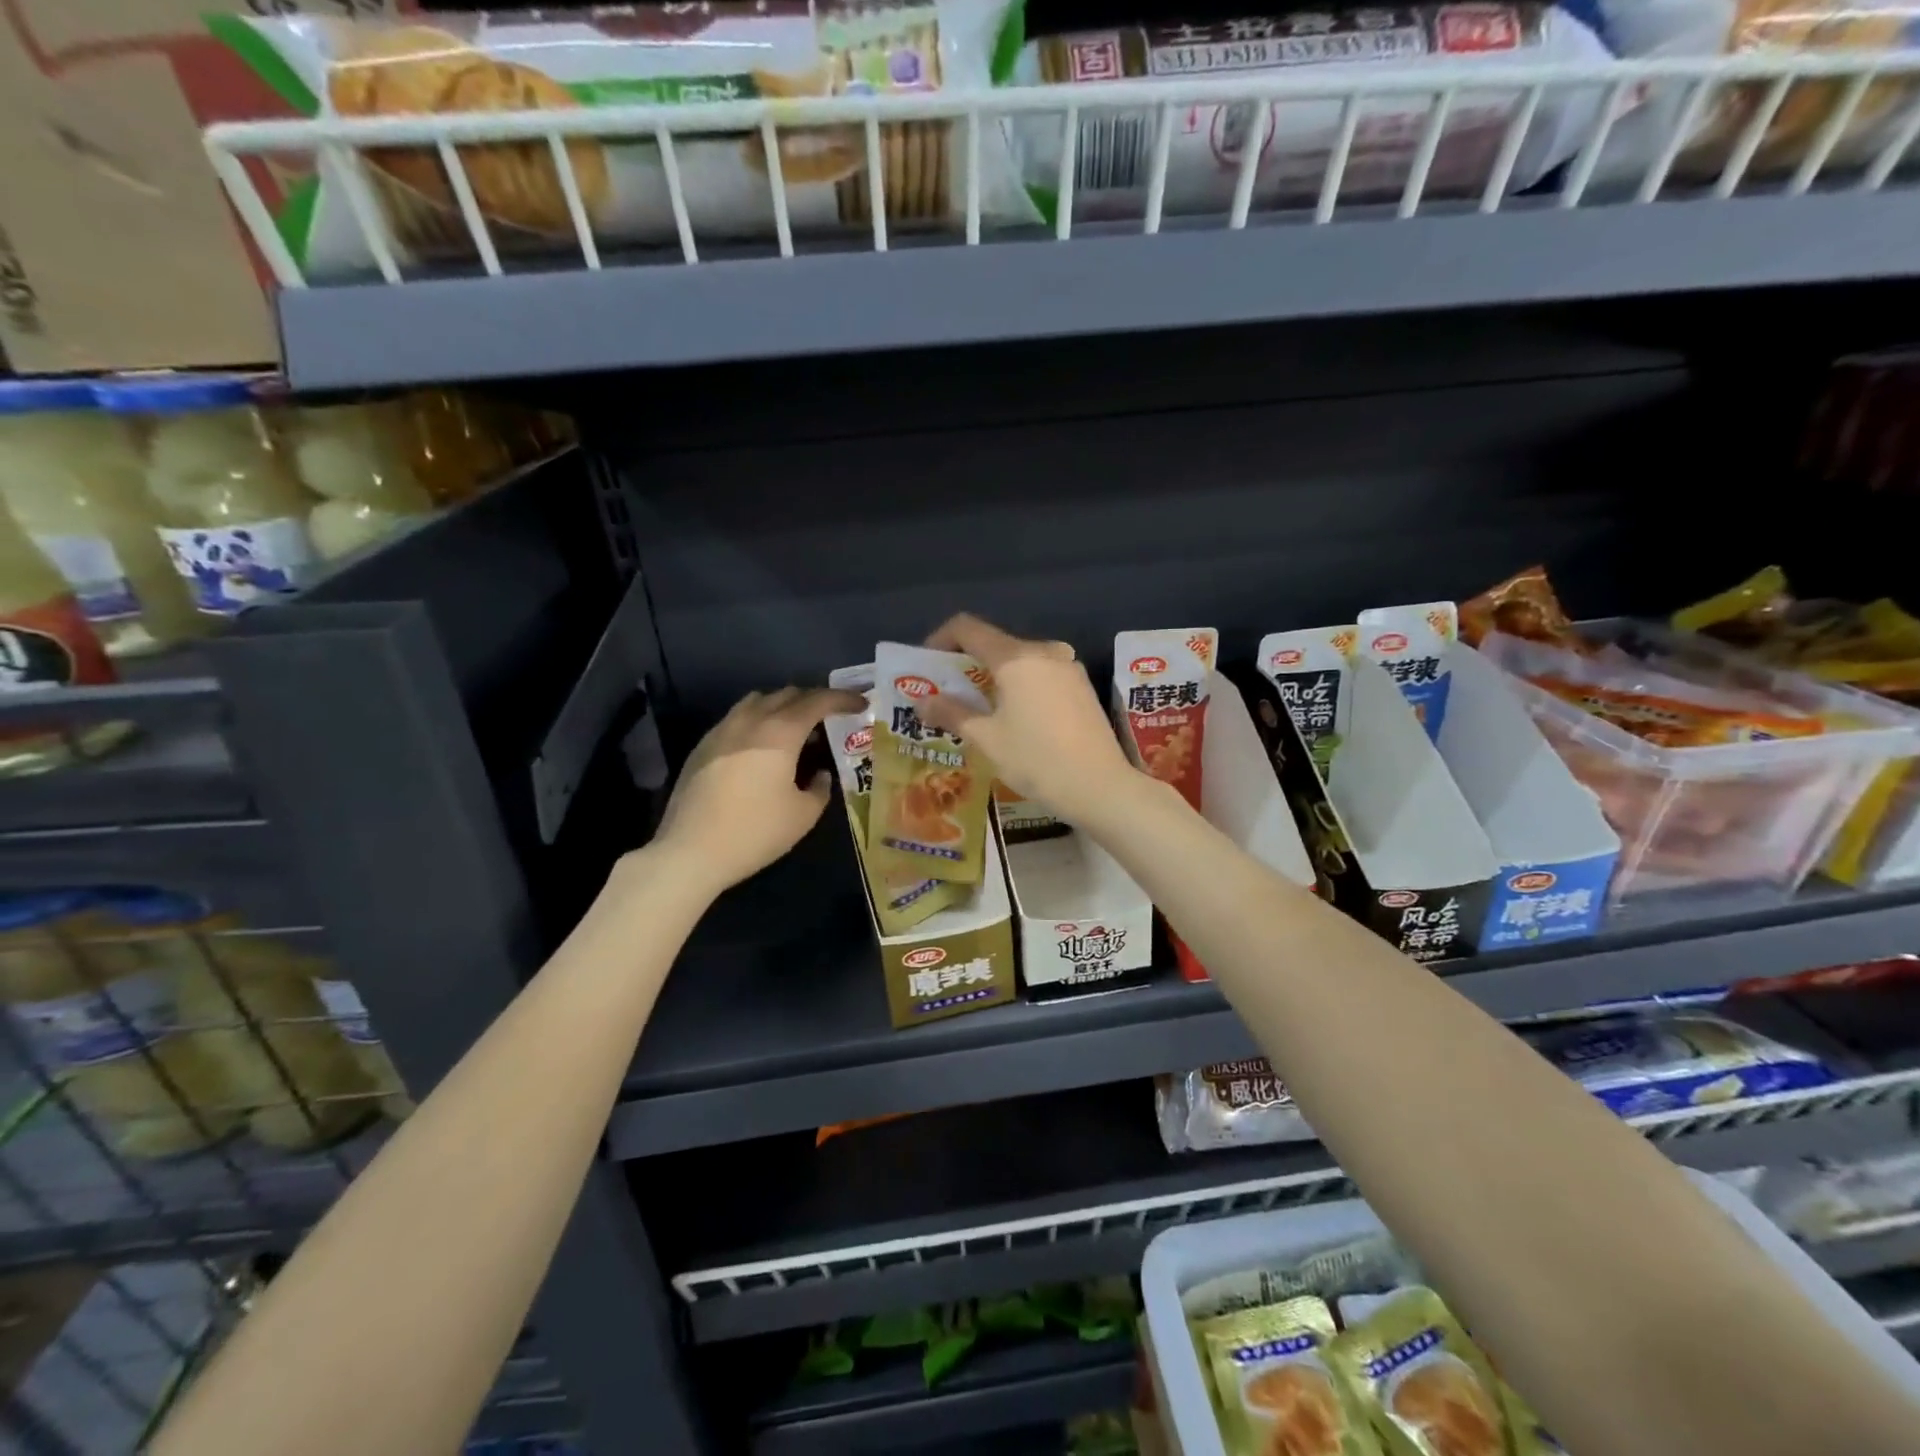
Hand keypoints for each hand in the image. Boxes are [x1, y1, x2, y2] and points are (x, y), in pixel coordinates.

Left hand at [654, 686, 864, 893]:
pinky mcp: (703, 747)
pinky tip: (762, 747)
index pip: (818, 701)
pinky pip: (737, 718)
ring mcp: (721, 730)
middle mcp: (750, 721)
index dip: (842, 699)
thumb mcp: (803, 815)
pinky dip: (758, 721)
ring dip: (783, 706)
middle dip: (813, 699)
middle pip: (787, 694)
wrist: (689, 851)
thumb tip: (821, 775)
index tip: (860, 704)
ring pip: (757, 701)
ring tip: (796, 728)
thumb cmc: (755, 831)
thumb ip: (820, 788)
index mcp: (780, 732)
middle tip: (831, 717)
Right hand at [919, 614, 1139, 823]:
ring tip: (980, 711)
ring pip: (1020, 661)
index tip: (928, 666)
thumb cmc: (1036, 760)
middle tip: (949, 696)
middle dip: (967, 665)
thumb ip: (952, 713)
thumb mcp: (987, 739)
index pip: (968, 628)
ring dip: (994, 678)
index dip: (941, 639)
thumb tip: (922, 701)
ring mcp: (1068, 667)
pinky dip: (1020, 687)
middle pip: (995, 644)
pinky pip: (1041, 675)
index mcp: (1016, 657)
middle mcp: (1044, 651)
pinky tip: (1016, 719)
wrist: (1100, 786)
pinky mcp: (1082, 686)